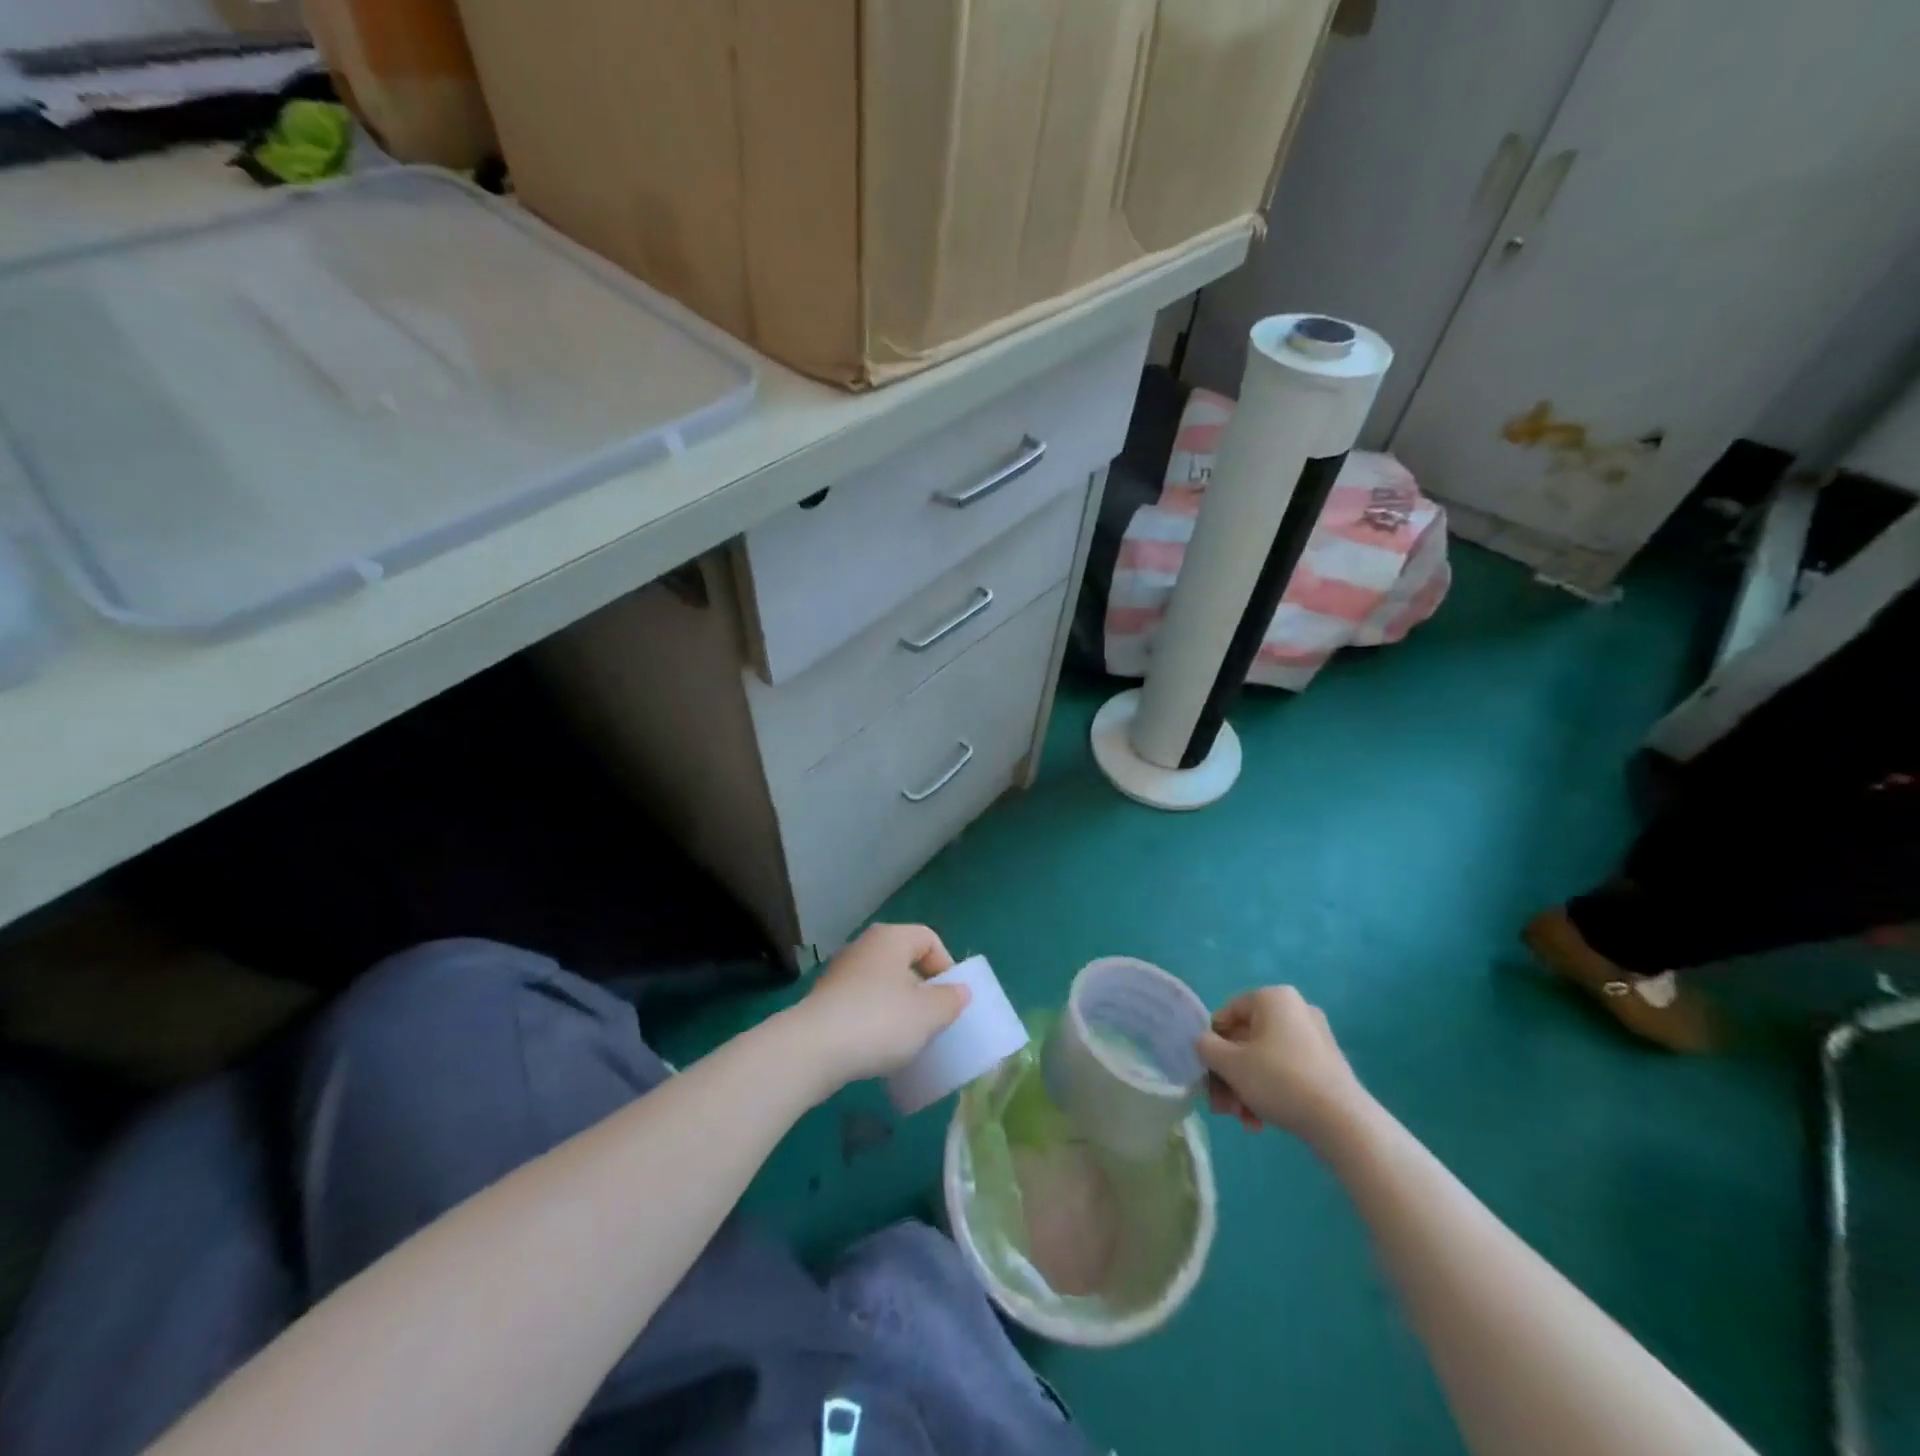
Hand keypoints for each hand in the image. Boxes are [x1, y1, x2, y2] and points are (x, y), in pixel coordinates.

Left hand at [798, 923, 969, 1086]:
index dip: (946, 966)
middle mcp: (863, 946)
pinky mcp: (824, 999)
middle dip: (922, 989)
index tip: (950, 1000)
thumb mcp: (928, 1014)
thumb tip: (959, 991)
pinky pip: (861, 1003)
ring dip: (897, 1006)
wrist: (813, 1049)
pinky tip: (876, 1046)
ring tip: (906, 1037)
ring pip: (882, 983)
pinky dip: (874, 1019)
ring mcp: (840, 972)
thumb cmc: (880, 1020)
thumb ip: (950, 1000)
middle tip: (931, 1020)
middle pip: (904, 960)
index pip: (929, 939)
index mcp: (891, 937)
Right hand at [1197, 986, 1366, 1143]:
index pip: (1227, 1014)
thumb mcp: (1230, 1063)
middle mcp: (1296, 1010)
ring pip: (1264, 1059)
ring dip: (1246, 1087)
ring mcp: (1315, 1037)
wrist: (1342, 1121)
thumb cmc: (1279, 1080)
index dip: (1211, 1044)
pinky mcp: (1327, 1065)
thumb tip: (1205, 1043)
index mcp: (1273, 997)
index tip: (1207, 1073)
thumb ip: (1206, 1047)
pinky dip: (1270, 1091)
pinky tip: (1261, 1121)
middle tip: (1221, 1105)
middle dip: (1229, 1075)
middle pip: (1246, 1040)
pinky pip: (1286, 1071)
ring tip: (1242, 1119)